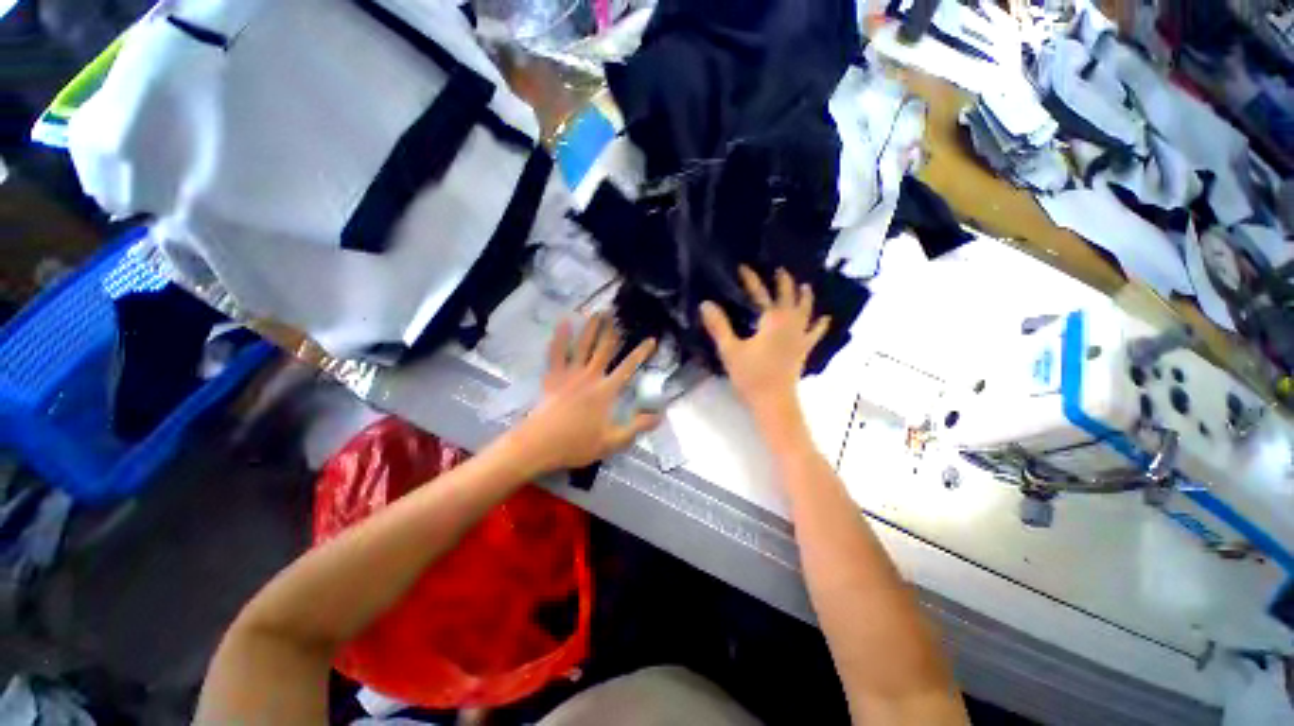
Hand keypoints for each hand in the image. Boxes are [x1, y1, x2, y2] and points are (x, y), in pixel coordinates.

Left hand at [504, 314, 659, 476]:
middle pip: (604, 349)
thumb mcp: (612, 441)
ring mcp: (570, 374)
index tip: (651, 339)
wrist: (539, 444)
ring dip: (591, 328)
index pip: (628, 367)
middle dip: (612, 331)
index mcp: (606, 391)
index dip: (641, 353)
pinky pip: (557, 353)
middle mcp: (590, 376)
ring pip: (583, 345)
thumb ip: (637, 427)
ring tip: (598, 312)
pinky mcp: (553, 376)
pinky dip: (560, 337)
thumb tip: (660, 416)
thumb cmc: (577, 444)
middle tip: (618, 313)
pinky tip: (563, 323)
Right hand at [700, 267, 829, 421]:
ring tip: (804, 286)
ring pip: (806, 310)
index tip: (743, 267)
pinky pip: (815, 332)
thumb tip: (705, 304)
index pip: (760, 293)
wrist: (773, 401)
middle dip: (783, 281)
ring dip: (804, 296)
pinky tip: (824, 318)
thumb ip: (718, 326)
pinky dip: (820, 324)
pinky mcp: (803, 349)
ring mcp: (800, 336)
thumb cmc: (751, 375)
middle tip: (778, 270)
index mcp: (771, 320)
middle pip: (788, 296)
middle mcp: (790, 323)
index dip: (751, 279)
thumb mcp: (730, 349)